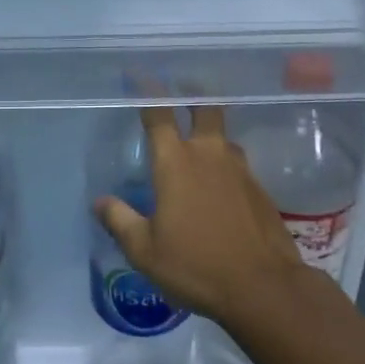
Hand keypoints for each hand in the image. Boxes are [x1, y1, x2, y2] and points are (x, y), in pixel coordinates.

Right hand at [94, 103, 307, 325]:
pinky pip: (236, 165)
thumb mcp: (144, 250)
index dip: (147, 91)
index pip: (158, 114)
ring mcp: (239, 170)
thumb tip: (99, 202)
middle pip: (204, 108)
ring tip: (197, 143)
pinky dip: (224, 165)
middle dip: (192, 92)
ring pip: (222, 137)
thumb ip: (120, 221)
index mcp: (175, 162)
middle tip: (182, 86)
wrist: (264, 288)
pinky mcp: (259, 190)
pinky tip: (218, 186)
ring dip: (209, 132)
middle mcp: (208, 155)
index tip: (139, 75)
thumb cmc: (196, 265)